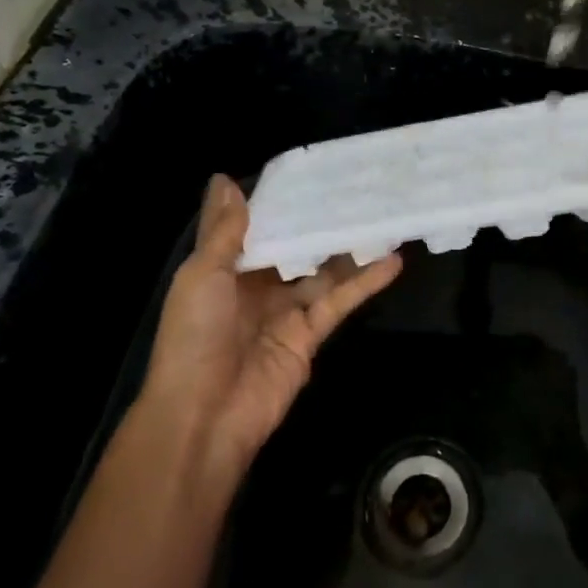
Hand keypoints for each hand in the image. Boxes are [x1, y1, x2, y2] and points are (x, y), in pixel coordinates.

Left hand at [132, 175, 402, 483]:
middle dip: (320, 222)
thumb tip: (225, 178)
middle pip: (294, 248)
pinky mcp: (311, 334)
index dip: (280, 203)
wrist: (203, 415)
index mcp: (223, 270)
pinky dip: (366, 282)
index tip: (310, 172)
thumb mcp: (201, 274)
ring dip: (350, 248)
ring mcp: (285, 311)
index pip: (257, 228)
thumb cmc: (194, 336)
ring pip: (323, 272)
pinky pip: (340, 300)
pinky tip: (393, 260)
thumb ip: (224, 230)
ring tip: (383, 216)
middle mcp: (256, 287)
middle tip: (356, 188)